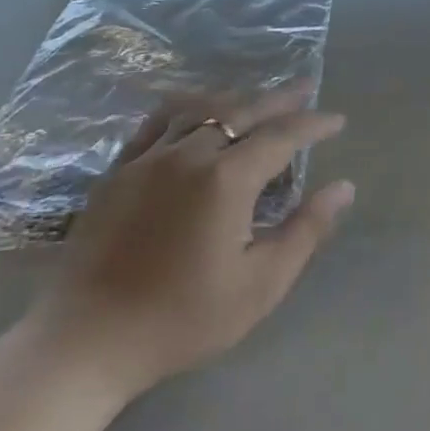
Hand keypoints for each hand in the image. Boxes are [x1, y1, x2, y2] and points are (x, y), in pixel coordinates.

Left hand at [28, 83, 354, 405]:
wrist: (85, 341)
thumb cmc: (181, 319)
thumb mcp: (259, 285)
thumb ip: (305, 230)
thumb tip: (344, 187)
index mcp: (227, 179)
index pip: (282, 136)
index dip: (313, 124)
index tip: (337, 120)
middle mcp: (189, 153)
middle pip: (243, 110)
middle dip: (280, 99)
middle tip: (305, 89)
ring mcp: (149, 157)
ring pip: (201, 108)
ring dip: (236, 97)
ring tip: (257, 98)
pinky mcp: (119, 169)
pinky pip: (159, 120)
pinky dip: (188, 106)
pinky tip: (195, 110)